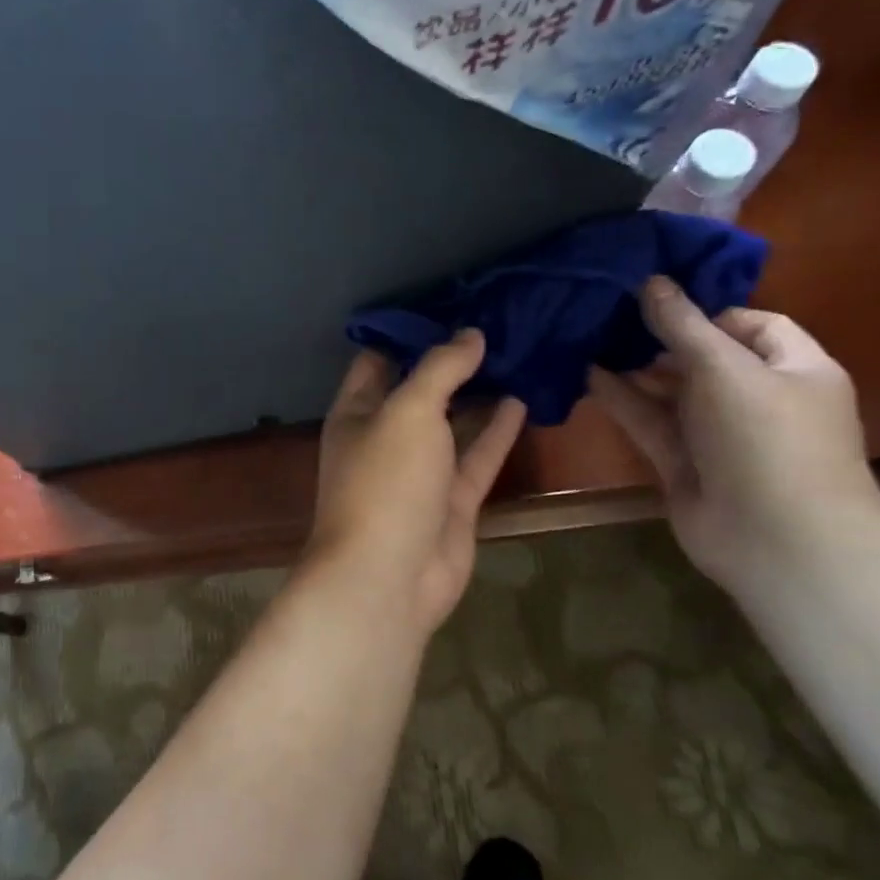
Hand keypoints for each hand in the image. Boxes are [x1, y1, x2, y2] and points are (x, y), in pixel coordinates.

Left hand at [304, 330, 526, 637]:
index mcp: (356, 413)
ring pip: (452, 423)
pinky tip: (523, 398)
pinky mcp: (451, 501)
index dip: (408, 332)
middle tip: (496, 321)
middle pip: (419, 389)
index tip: (448, 302)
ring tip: (517, 352)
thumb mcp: (408, 411)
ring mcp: (419, 471)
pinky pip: (477, 457)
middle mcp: (384, 437)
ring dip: (477, 393)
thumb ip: (439, 370)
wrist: (388, 577)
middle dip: (450, 360)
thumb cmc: (385, 482)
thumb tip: (469, 334)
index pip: (377, 360)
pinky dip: (497, 430)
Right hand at [588, 277, 879, 592]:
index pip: (754, 324)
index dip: (707, 309)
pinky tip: (585, 375)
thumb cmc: (766, 439)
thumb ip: (682, 325)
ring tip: (586, 339)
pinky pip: (649, 421)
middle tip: (607, 315)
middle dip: (659, 337)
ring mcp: (717, 433)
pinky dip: (621, 399)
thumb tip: (650, 281)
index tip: (655, 301)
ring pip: (670, 390)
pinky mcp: (682, 461)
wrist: (776, 538)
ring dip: (633, 368)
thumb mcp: (724, 369)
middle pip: (704, 356)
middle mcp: (757, 397)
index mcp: (793, 368)